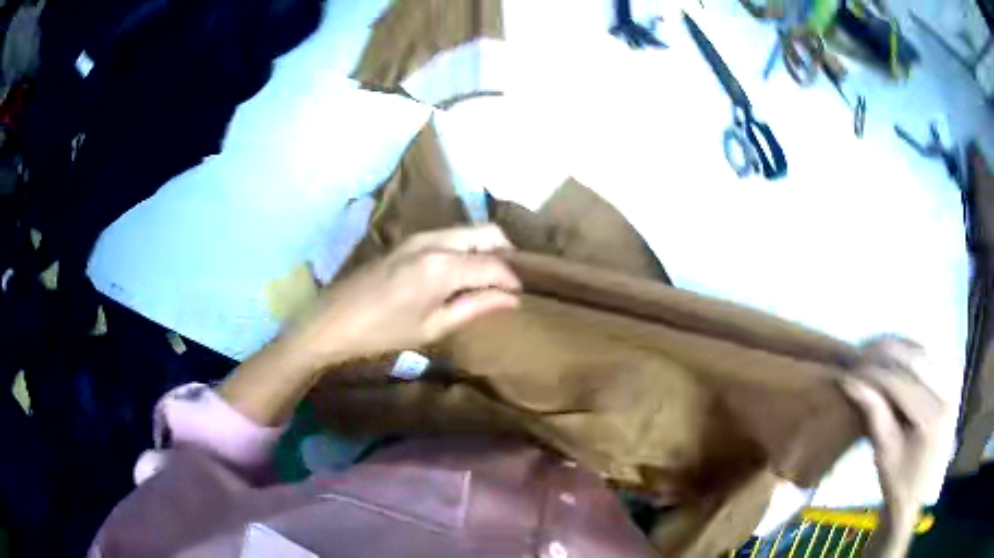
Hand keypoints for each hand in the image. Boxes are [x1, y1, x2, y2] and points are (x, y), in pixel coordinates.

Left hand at [293, 225, 520, 363]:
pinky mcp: (410, 240)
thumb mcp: (433, 326)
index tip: (522, 296)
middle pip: (487, 233)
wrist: (333, 320)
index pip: (494, 264)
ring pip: (470, 231)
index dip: (513, 280)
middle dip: (507, 254)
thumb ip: (475, 307)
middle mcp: (435, 241)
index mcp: (442, 266)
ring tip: (491, 279)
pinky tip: (465, 272)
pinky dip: (467, 249)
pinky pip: (452, 236)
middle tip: (511, 282)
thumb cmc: (383, 332)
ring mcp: (420, 236)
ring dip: (486, 249)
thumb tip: (512, 299)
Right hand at [840, 338, 950, 556]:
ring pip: (923, 349)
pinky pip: (931, 354)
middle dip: (884, 352)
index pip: (900, 382)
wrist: (921, 494)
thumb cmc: (900, 482)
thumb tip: (851, 381)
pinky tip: (895, 352)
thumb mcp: (884, 453)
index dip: (873, 372)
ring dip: (897, 346)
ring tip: (873, 349)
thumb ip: (874, 414)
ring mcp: (952, 382)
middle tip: (859, 353)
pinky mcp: (951, 379)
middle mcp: (947, 390)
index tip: (849, 370)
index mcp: (931, 416)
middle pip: (914, 358)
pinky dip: (911, 350)